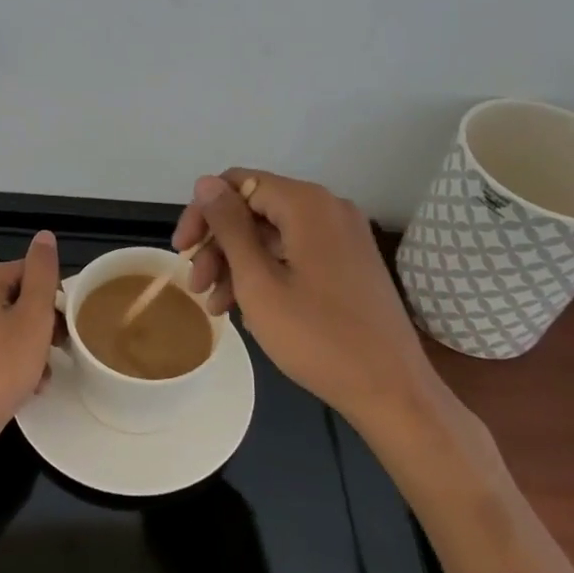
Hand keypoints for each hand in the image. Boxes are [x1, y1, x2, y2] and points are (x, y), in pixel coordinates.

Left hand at [0, 229, 58, 476]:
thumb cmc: (0, 366)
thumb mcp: (32, 317)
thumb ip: (42, 274)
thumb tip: (45, 235)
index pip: (31, 272)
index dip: (54, 296)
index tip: (68, 322)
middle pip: (24, 300)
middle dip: (46, 324)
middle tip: (61, 348)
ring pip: (16, 329)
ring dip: (37, 348)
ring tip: (46, 372)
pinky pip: (3, 352)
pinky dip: (20, 365)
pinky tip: (33, 387)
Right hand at [174, 170, 442, 423]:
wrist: (392, 390)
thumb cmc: (318, 337)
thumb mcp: (258, 282)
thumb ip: (229, 227)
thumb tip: (205, 183)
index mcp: (307, 204)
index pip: (237, 183)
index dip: (203, 213)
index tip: (182, 251)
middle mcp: (328, 208)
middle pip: (255, 208)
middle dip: (219, 244)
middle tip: (196, 286)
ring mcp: (344, 235)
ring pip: (273, 233)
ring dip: (238, 262)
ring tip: (217, 306)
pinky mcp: (350, 261)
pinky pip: (296, 251)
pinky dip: (267, 271)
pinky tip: (249, 308)